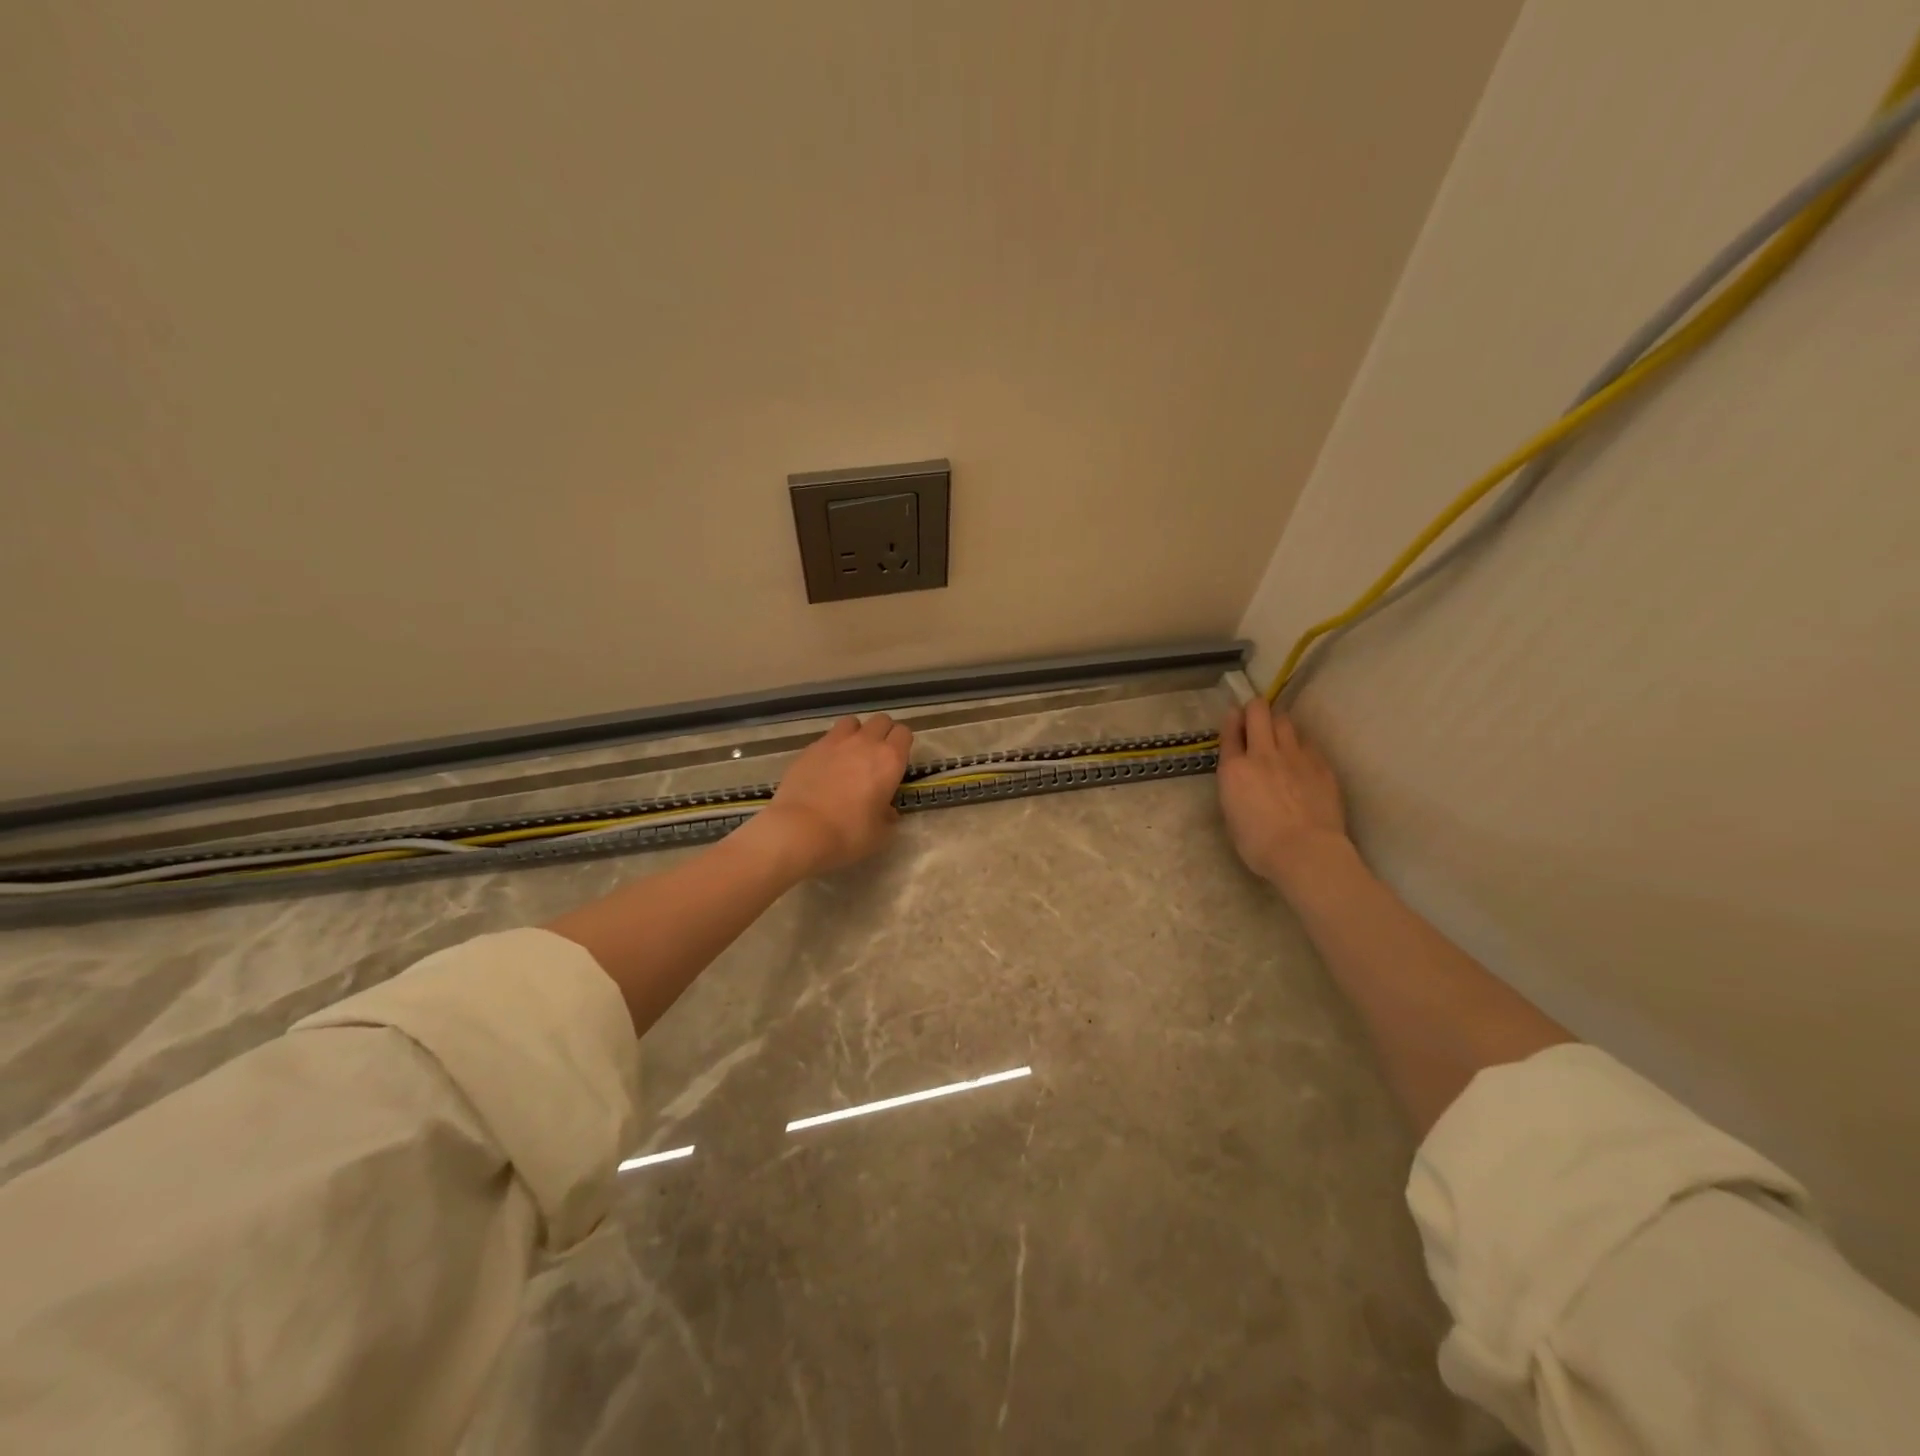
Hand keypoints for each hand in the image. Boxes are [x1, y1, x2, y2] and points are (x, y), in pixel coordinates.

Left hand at [757, 714, 913, 876]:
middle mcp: (864, 743)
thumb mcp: (880, 833)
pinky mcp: (809, 749)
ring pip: (852, 722)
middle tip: (876, 757)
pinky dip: (831, 747)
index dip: (902, 745)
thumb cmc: (848, 833)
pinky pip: (827, 738)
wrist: (800, 830)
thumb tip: (887, 810)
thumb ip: (887, 815)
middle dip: (882, 734)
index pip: (904, 733)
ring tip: (850, 755)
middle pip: (881, 721)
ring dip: (856, 734)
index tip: (897, 762)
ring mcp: (834, 742)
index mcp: (889, 760)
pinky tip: (825, 768)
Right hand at [1217, 697, 1350, 888]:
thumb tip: (1241, 778)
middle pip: (1258, 712)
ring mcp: (1295, 756)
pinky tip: (1302, 761)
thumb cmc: (1259, 845)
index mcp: (1234, 769)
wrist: (1306, 851)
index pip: (1229, 732)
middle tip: (1255, 719)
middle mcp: (1263, 754)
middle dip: (1255, 709)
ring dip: (1278, 724)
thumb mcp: (1232, 815)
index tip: (1233, 717)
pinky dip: (1301, 747)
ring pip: (1285, 721)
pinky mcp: (1321, 764)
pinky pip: (1308, 744)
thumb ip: (1234, 788)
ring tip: (1279, 737)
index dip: (1231, 721)